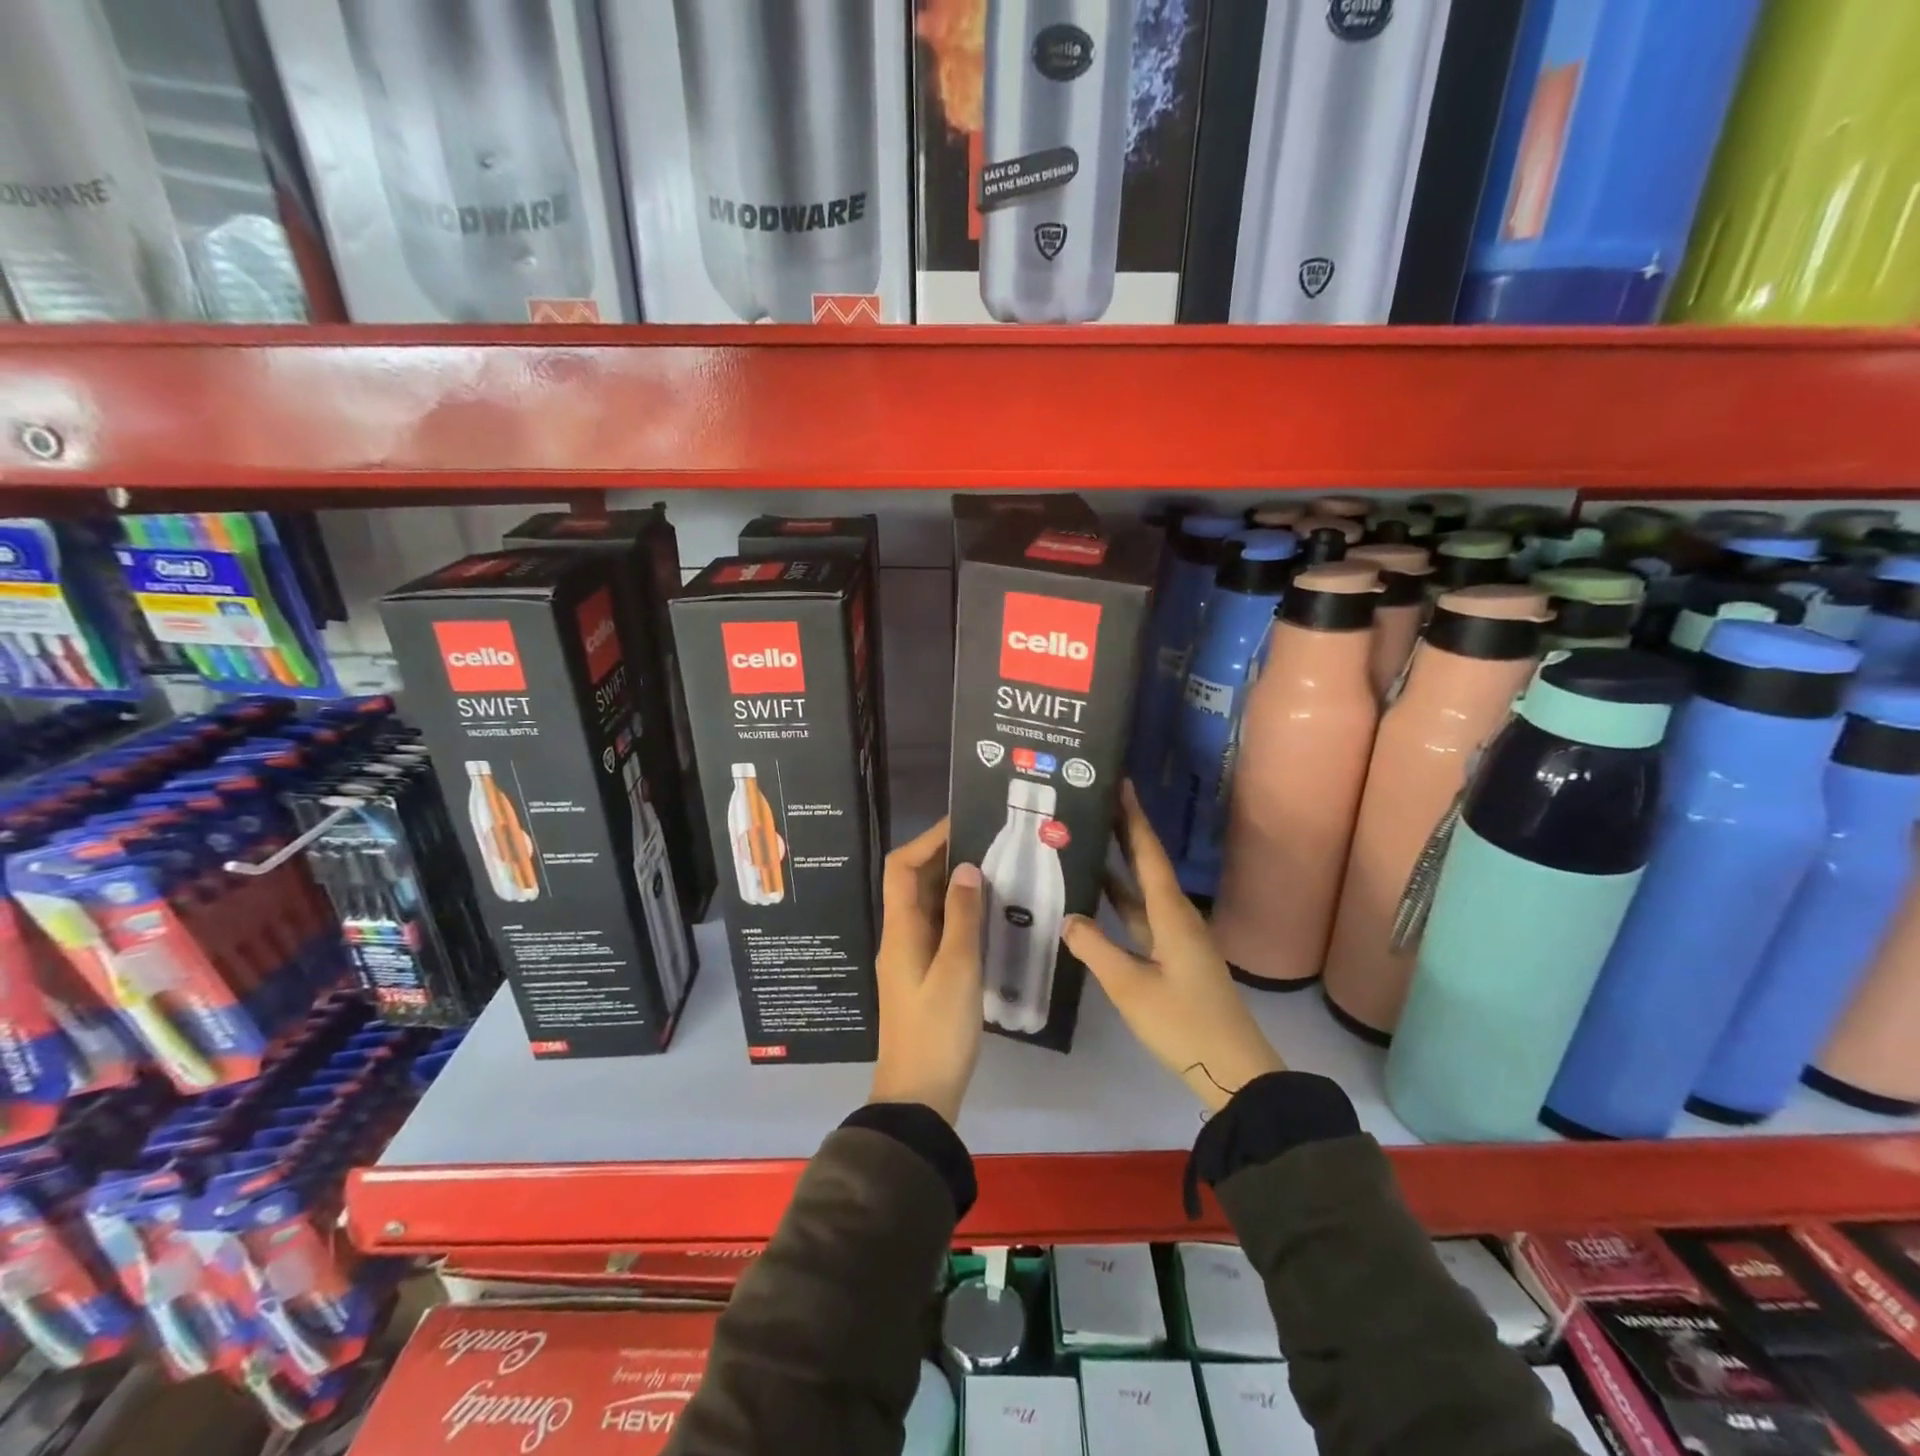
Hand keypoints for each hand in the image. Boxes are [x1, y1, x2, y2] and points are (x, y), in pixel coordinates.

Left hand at [869, 818, 983, 1124]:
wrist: (919, 1096)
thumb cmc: (937, 1031)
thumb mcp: (957, 970)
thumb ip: (961, 916)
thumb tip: (966, 867)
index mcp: (900, 930)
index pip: (901, 868)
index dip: (927, 840)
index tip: (962, 823)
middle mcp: (900, 937)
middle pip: (913, 883)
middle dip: (944, 858)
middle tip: (988, 843)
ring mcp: (910, 958)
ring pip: (928, 907)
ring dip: (953, 886)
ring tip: (995, 870)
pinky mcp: (924, 976)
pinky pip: (938, 930)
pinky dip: (958, 914)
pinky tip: (988, 915)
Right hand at [1062, 783, 1285, 1112]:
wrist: (1233, 1070)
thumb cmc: (1183, 1024)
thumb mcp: (1130, 987)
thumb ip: (1096, 949)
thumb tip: (1068, 918)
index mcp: (1171, 915)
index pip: (1148, 855)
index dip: (1134, 819)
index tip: (1121, 784)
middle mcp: (1176, 917)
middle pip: (1146, 867)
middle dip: (1124, 834)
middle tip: (1094, 804)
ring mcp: (1176, 939)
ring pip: (1142, 893)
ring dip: (1119, 869)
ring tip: (1088, 844)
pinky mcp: (1174, 958)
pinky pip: (1142, 917)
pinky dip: (1120, 903)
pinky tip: (1097, 903)